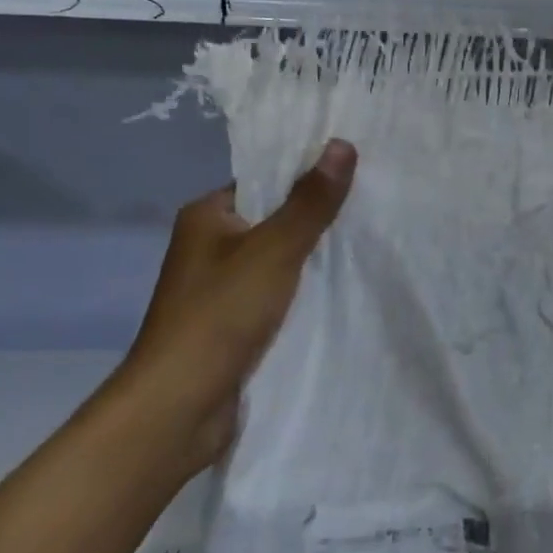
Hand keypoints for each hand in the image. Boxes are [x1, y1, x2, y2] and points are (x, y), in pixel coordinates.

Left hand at [121, 139, 355, 467]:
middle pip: (274, 221)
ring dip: (315, 259)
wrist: (178, 408)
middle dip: (318, 218)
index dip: (306, 175)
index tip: (356, 171)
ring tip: (371, 241)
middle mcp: (209, 247)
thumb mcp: (273, 251)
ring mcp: (221, 290)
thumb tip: (342, 144)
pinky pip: (278, 296)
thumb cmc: (219, 316)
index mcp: (206, 217)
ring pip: (279, 262)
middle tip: (374, 206)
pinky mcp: (234, 325)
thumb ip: (309, 202)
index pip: (263, 181)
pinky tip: (346, 289)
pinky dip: (305, 293)